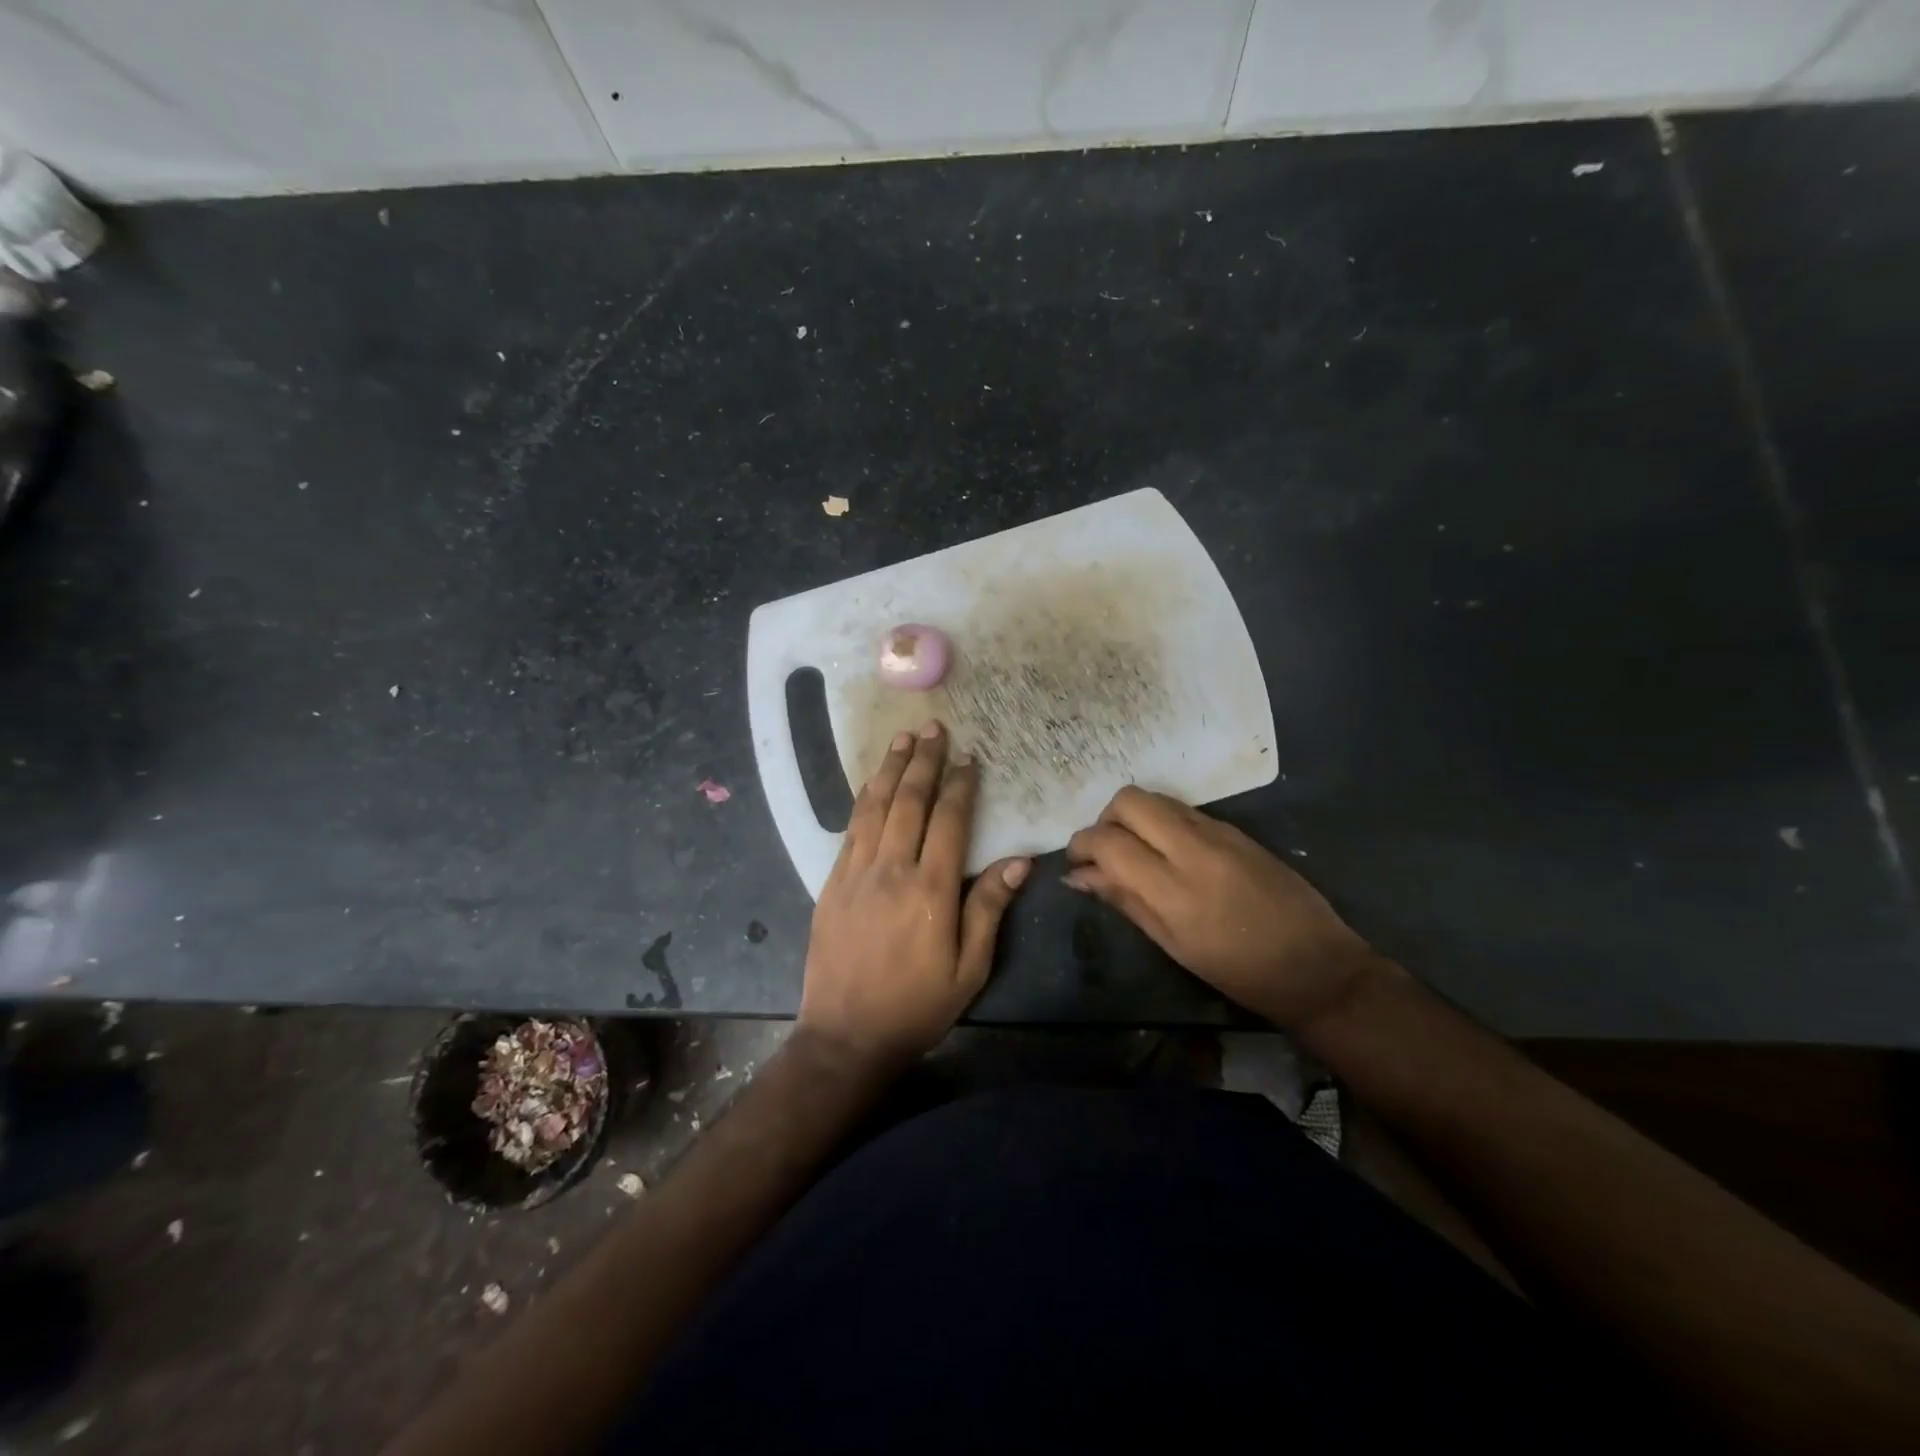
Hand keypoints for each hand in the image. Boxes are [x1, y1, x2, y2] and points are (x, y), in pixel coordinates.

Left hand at [798, 720, 1029, 1073]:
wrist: (846, 1035)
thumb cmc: (917, 1005)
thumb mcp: (969, 968)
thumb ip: (989, 908)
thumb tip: (1020, 861)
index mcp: (930, 889)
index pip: (948, 821)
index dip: (959, 786)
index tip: (968, 758)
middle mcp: (891, 870)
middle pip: (909, 802)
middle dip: (923, 761)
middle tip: (934, 728)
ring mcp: (855, 873)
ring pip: (875, 807)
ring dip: (890, 769)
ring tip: (903, 739)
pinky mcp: (831, 883)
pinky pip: (851, 829)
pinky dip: (864, 799)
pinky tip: (872, 784)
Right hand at [1065, 787, 1376, 1030]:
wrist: (1318, 966)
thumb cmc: (1239, 971)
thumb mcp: (1173, 944)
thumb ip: (1124, 900)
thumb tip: (1078, 876)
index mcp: (1174, 887)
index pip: (1109, 841)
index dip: (1081, 845)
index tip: (1076, 863)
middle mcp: (1194, 847)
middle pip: (1129, 800)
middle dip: (1105, 820)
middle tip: (1105, 853)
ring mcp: (1219, 832)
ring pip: (1156, 798)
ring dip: (1132, 817)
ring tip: (1134, 852)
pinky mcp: (1237, 829)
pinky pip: (1183, 810)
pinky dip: (1161, 821)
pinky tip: (1167, 853)